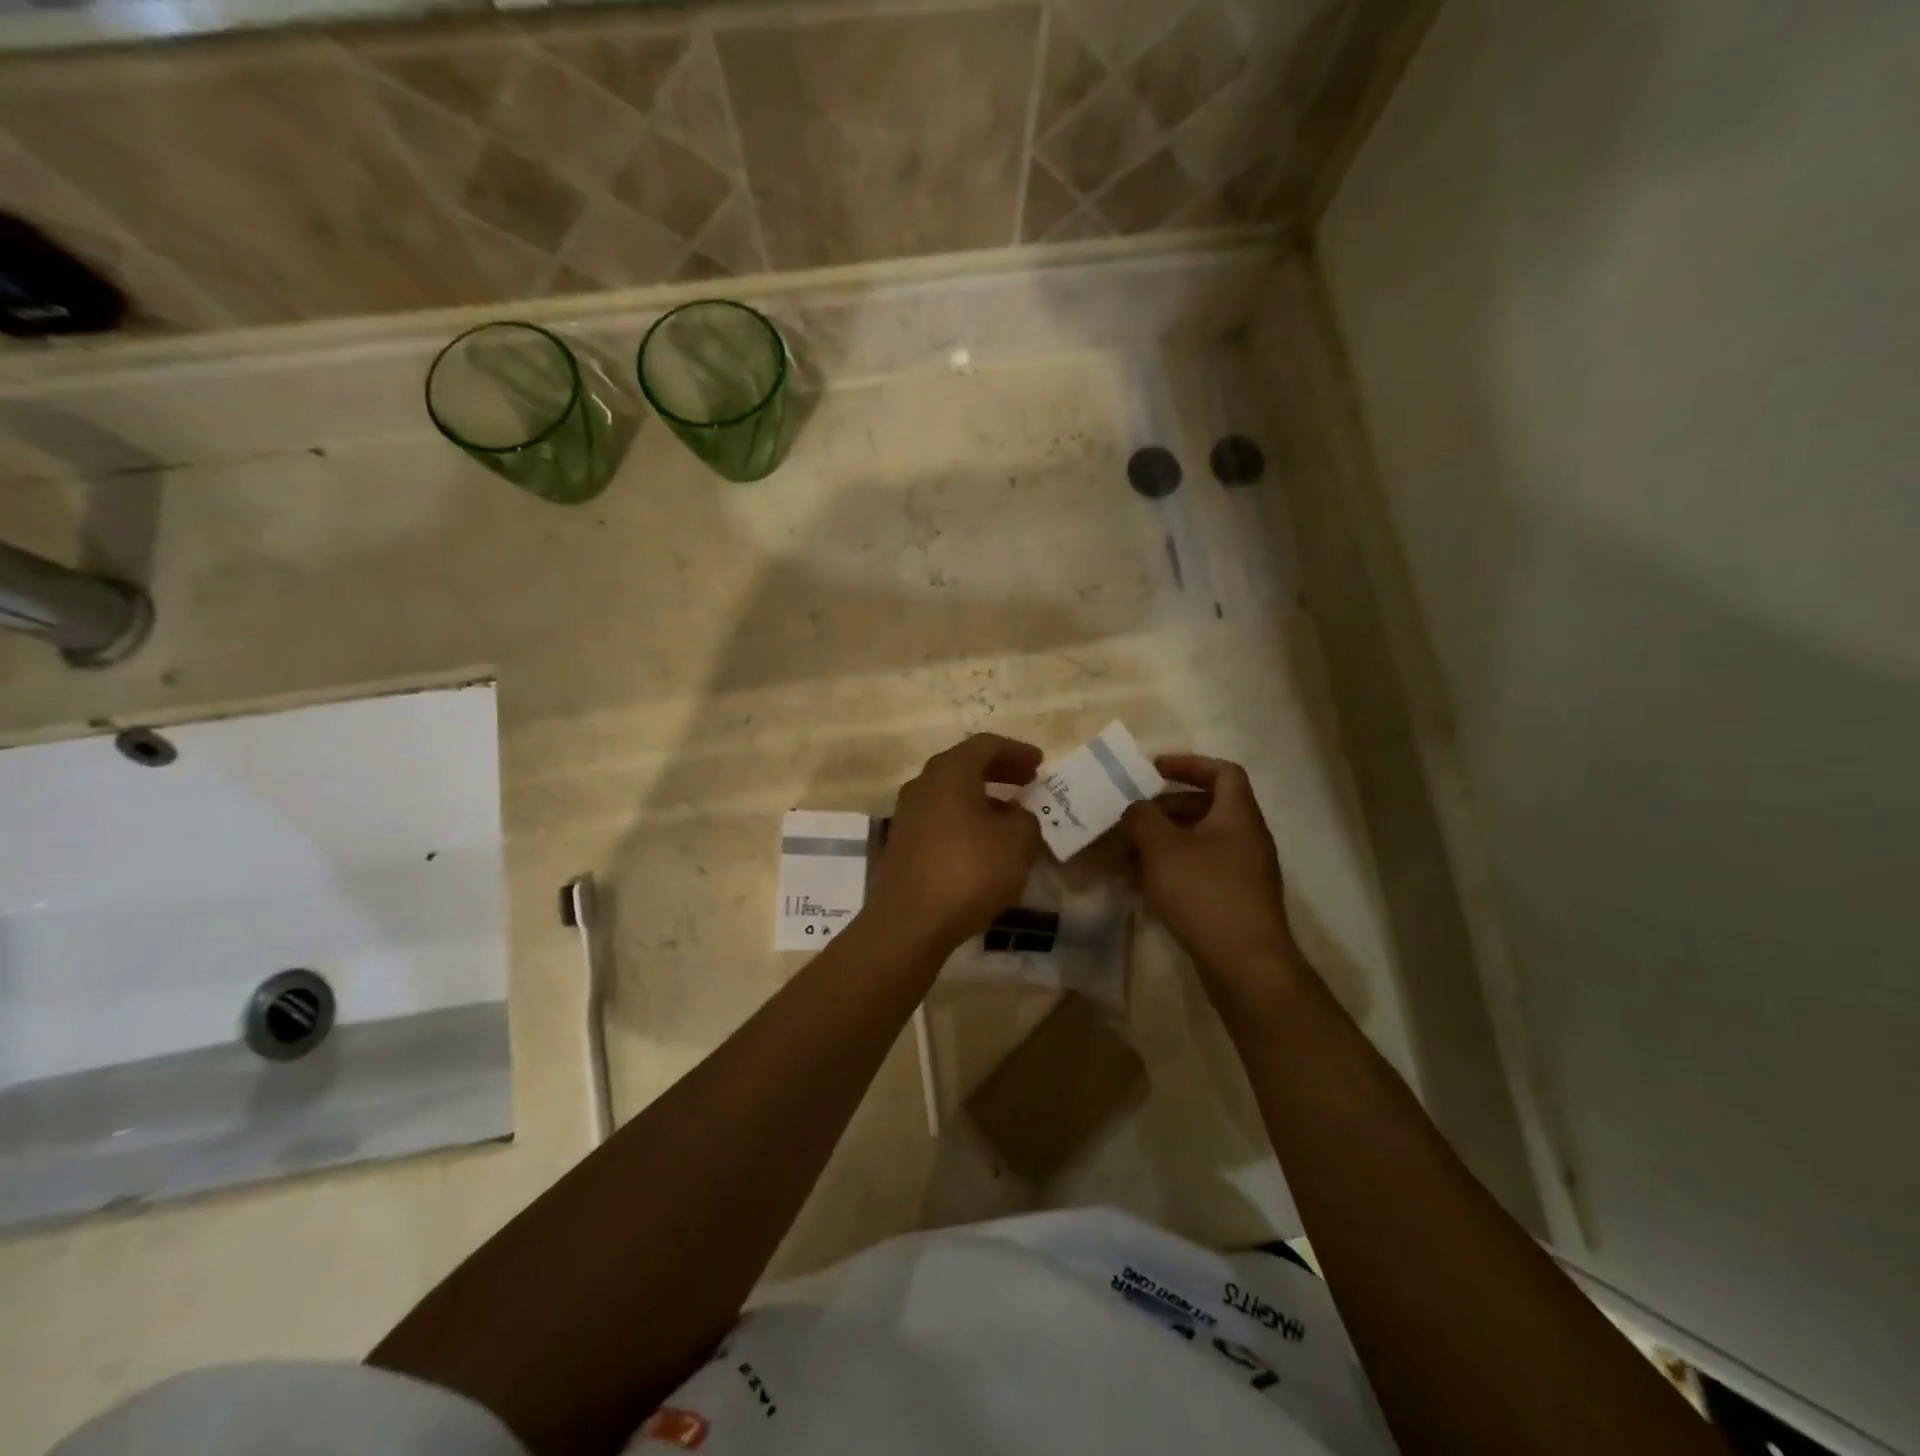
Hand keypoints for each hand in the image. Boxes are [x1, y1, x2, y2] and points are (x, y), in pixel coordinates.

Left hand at [867, 733, 1043, 953]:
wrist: (910, 921)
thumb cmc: (970, 870)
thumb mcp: (1018, 842)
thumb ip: (1025, 819)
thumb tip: (1014, 815)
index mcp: (950, 771)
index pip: (986, 745)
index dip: (1017, 751)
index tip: (1040, 763)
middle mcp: (923, 784)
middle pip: (965, 766)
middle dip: (999, 771)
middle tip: (1028, 782)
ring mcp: (907, 814)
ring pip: (951, 793)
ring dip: (982, 798)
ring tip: (1010, 816)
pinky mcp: (902, 843)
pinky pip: (940, 818)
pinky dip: (965, 820)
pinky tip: (983, 843)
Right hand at [1123, 754, 1303, 1017]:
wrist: (1245, 965)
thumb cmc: (1205, 894)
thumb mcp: (1162, 849)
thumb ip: (1142, 819)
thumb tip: (1136, 810)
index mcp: (1238, 817)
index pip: (1223, 772)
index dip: (1189, 764)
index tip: (1154, 770)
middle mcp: (1246, 839)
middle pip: (1205, 809)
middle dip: (1163, 810)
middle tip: (1131, 819)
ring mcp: (1242, 873)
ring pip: (1197, 844)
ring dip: (1161, 845)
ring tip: (1125, 857)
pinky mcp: (1233, 902)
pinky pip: (1198, 873)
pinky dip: (1170, 872)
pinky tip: (1141, 888)